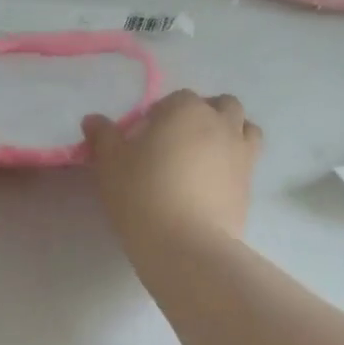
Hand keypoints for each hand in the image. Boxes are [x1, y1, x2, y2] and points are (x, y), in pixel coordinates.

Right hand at [82, 90, 262, 257]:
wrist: (186, 245)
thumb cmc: (142, 196)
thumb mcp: (110, 166)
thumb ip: (103, 138)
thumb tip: (93, 120)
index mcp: (186, 109)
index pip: (173, 100)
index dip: (158, 117)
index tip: (144, 141)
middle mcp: (221, 123)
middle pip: (218, 106)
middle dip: (201, 116)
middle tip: (178, 144)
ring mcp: (242, 153)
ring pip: (245, 128)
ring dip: (228, 134)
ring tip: (205, 158)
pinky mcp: (250, 185)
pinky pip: (247, 163)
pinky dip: (234, 165)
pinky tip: (213, 186)